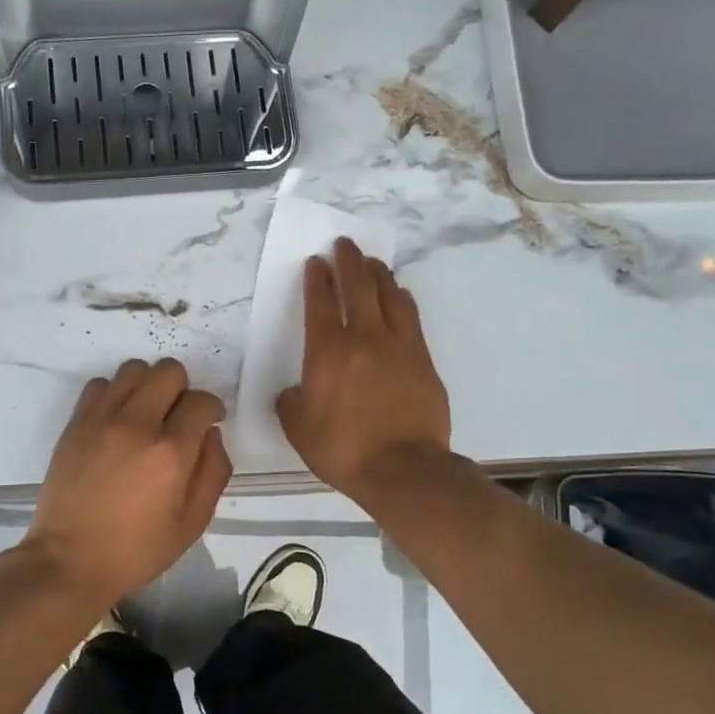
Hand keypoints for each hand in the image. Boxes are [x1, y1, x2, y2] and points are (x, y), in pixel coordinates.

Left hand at [24, 358, 231, 606]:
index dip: (212, 408)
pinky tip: (116, 420)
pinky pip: (100, 384)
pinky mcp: (75, 423)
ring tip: (146, 414)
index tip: (208, 422)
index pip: (201, 401)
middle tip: (177, 416)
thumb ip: (213, 472)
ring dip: (148, 385)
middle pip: (168, 371)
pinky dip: (114, 393)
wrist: (69, 559)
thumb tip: (211, 434)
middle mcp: (137, 424)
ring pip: (134, 369)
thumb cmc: (136, 549)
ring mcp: (101, 419)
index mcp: (171, 452)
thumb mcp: (192, 523)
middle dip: (182, 389)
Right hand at [277, 238, 451, 501]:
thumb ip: (291, 404)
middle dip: (349, 261)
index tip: (316, 261)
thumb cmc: (343, 450)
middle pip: (358, 286)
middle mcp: (364, 338)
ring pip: (389, 296)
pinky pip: (411, 318)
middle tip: (345, 244)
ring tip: (372, 263)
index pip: (320, 303)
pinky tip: (399, 296)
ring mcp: (399, 346)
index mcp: (328, 352)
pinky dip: (401, 300)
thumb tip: (293, 392)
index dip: (317, 278)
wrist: (404, 469)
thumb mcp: (299, 430)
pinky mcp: (424, 360)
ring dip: (378, 275)